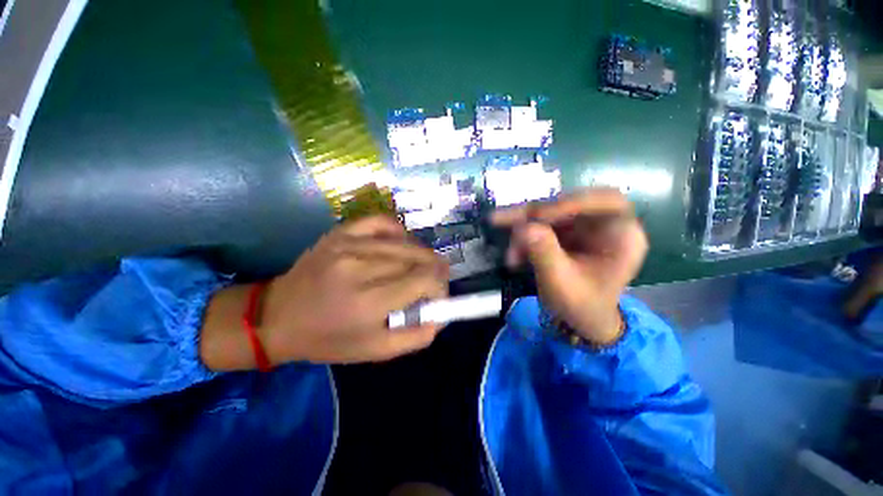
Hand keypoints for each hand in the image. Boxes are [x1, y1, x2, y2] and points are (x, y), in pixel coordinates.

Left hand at [200, 216, 448, 369]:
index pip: (424, 280)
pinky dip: (399, 232)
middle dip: (435, 271)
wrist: (277, 317)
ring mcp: (349, 244)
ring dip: (421, 255)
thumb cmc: (328, 339)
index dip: (440, 286)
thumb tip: (442, 315)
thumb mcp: (375, 351)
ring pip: (405, 243)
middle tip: (433, 281)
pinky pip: (382, 222)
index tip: (439, 295)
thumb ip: (416, 336)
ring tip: (421, 266)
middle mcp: (360, 267)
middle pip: (418, 259)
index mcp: (368, 302)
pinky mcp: (341, 233)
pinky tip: (401, 245)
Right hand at [492, 189, 647, 345]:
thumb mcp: (561, 283)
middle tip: (504, 221)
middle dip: (535, 215)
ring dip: (524, 230)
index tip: (537, 215)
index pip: (605, 201)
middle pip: (569, 204)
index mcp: (623, 235)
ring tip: (510, 254)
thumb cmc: (582, 306)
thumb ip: (544, 253)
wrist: (582, 321)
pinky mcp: (567, 233)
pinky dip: (524, 238)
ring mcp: (584, 227)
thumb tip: (523, 227)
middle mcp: (605, 225)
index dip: (570, 203)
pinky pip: (542, 225)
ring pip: (549, 214)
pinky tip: (514, 255)